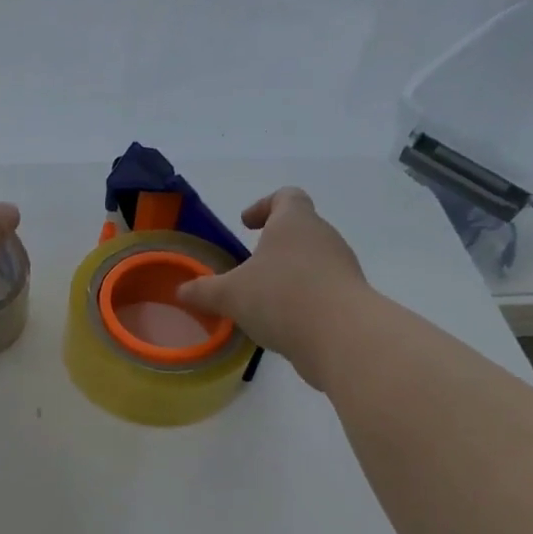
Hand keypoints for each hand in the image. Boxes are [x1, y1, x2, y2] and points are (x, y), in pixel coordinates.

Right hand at [175, 187, 368, 384]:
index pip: (286, 197)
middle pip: (300, 229)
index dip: (265, 205)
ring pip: (312, 261)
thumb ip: (204, 291)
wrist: (342, 337)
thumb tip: (181, 291)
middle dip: (274, 245)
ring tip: (263, 299)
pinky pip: (322, 289)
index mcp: (295, 223)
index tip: (247, 225)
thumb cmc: (281, 297)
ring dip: (288, 274)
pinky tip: (283, 322)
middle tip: (249, 266)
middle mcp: (323, 237)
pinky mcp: (351, 297)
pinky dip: (303, 298)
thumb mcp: (230, 294)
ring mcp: (342, 267)